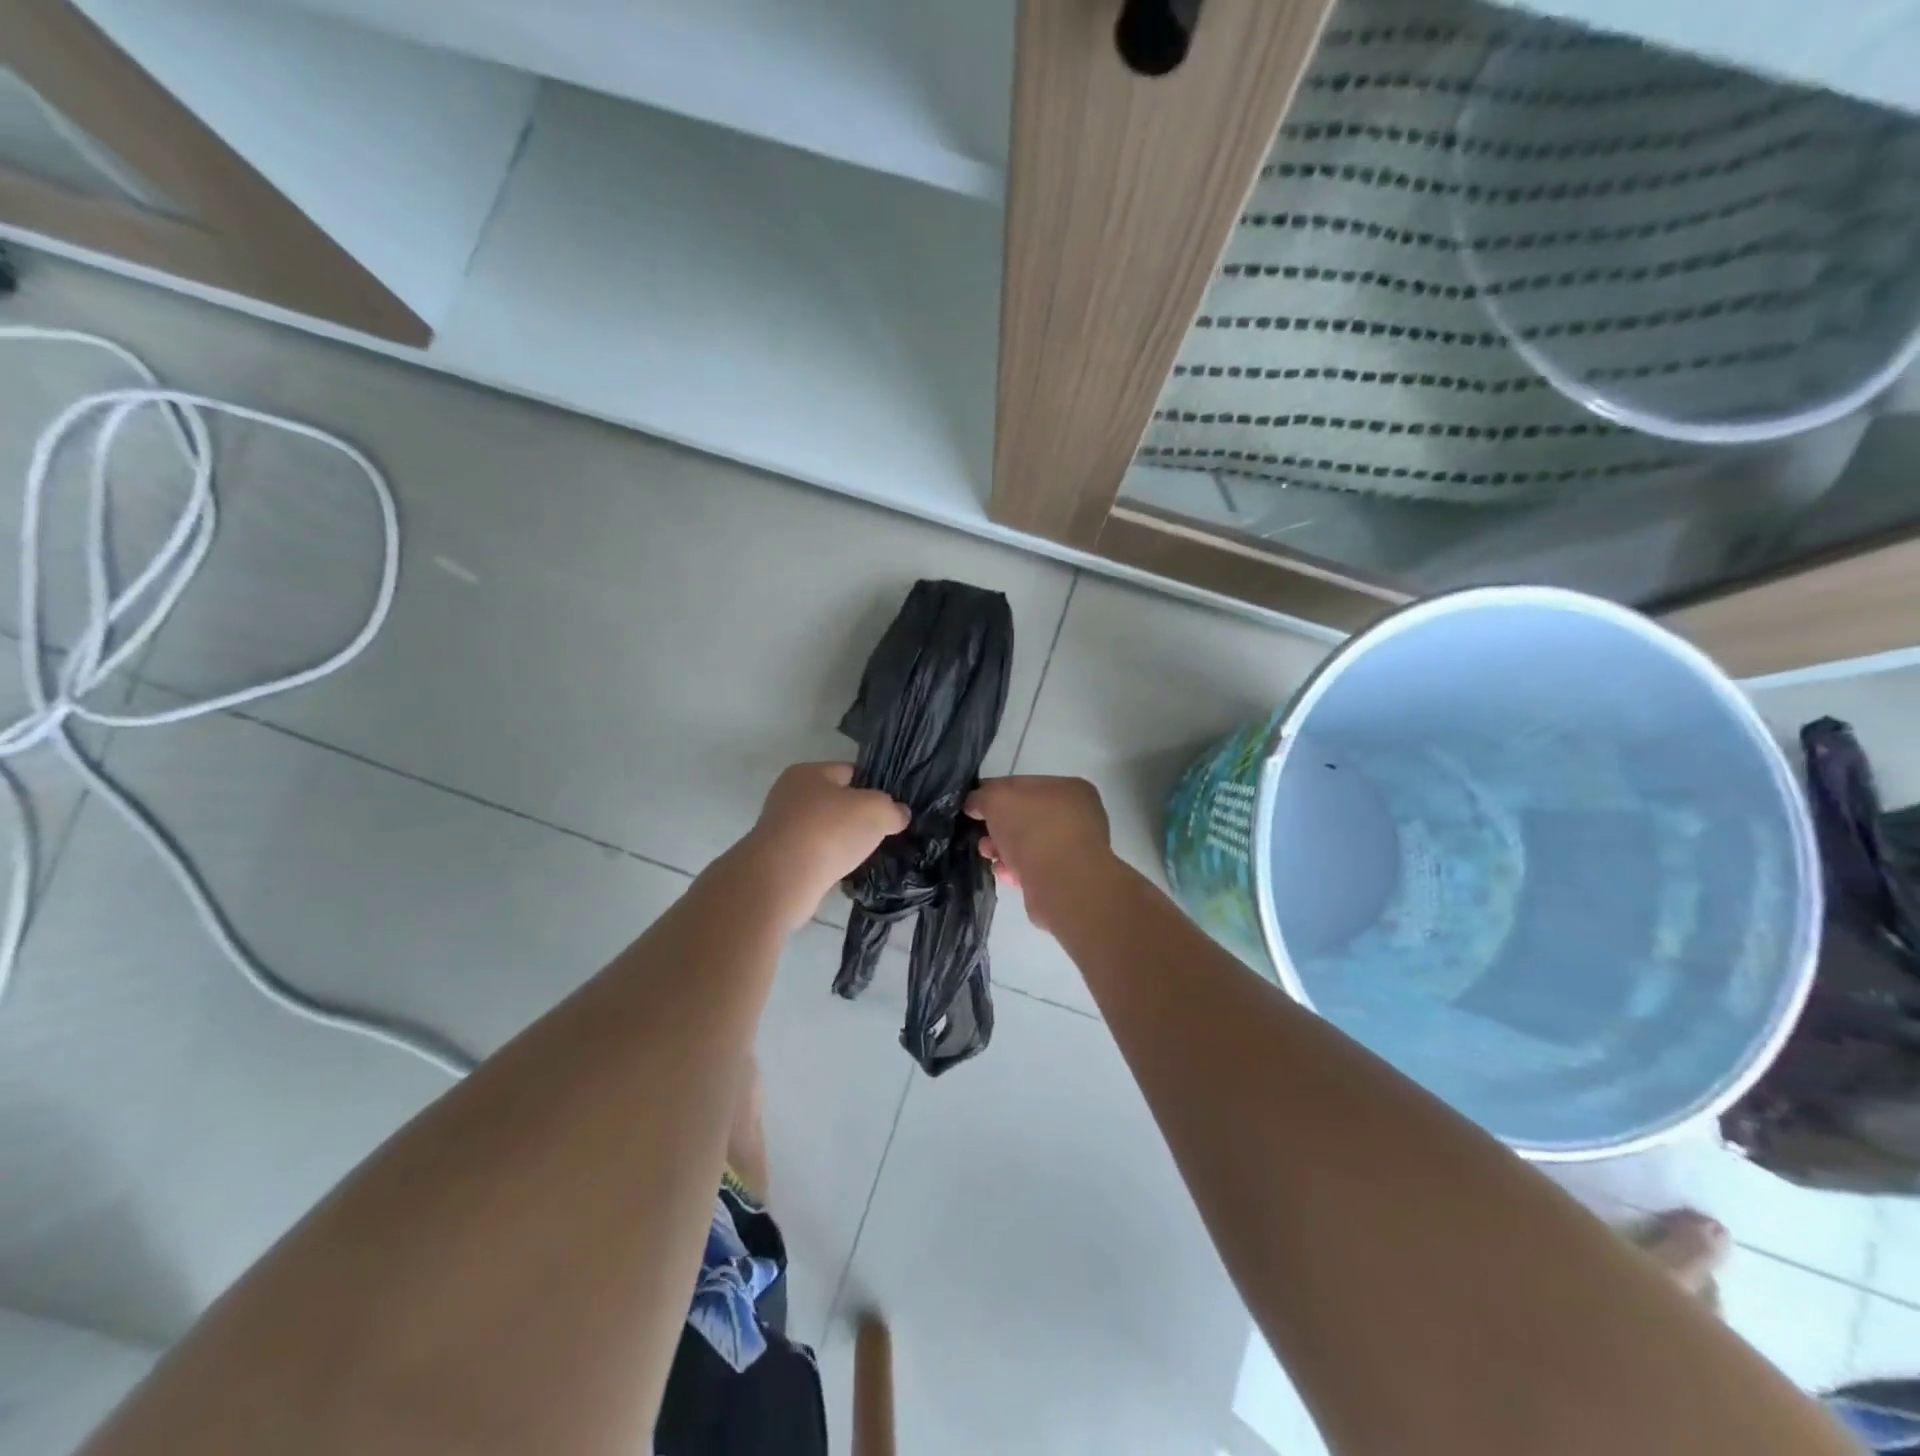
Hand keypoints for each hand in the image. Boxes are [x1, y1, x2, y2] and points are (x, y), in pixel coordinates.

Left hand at [747, 763, 909, 929]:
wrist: (782, 880)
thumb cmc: (829, 831)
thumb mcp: (876, 810)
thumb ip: (893, 809)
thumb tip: (898, 815)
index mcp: (808, 772)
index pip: (850, 771)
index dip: (875, 786)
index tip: (893, 807)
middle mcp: (789, 796)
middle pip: (837, 802)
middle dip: (859, 817)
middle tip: (885, 832)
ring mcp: (781, 829)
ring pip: (826, 831)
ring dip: (844, 842)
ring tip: (868, 855)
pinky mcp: (780, 860)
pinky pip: (815, 855)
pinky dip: (830, 862)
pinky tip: (846, 872)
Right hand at [964, 776, 1111, 931]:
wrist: (1062, 883)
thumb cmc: (1033, 829)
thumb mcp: (996, 798)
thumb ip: (982, 796)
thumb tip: (975, 804)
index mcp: (1070, 788)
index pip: (1024, 784)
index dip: (994, 793)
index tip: (972, 808)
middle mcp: (1078, 816)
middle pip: (1026, 817)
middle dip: (998, 827)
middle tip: (982, 838)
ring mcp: (1075, 849)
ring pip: (1029, 845)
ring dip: (1004, 850)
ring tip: (990, 857)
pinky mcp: (1068, 879)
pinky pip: (1034, 869)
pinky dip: (1017, 871)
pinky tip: (1005, 875)